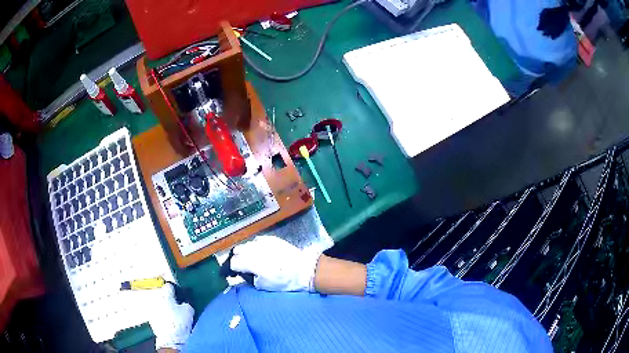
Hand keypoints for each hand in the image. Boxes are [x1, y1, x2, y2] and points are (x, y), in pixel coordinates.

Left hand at [145, 283, 193, 350]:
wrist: (171, 339)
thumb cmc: (180, 323)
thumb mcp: (189, 310)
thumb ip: (185, 302)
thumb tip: (183, 302)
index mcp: (164, 294)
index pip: (169, 285)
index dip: (176, 289)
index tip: (180, 294)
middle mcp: (155, 299)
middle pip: (163, 295)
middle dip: (169, 299)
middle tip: (178, 305)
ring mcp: (152, 309)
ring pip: (159, 304)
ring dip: (165, 306)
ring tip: (173, 314)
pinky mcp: (151, 318)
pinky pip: (157, 312)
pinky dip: (162, 314)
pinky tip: (168, 321)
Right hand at [230, 236, 322, 291]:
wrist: (304, 270)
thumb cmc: (284, 281)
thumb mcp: (263, 285)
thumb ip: (248, 278)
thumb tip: (240, 273)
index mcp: (251, 262)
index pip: (233, 262)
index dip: (230, 269)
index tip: (231, 274)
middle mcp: (254, 249)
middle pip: (236, 251)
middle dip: (236, 259)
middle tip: (240, 267)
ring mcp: (263, 242)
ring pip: (246, 245)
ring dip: (244, 252)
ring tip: (250, 260)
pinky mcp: (271, 238)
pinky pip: (257, 241)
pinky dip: (255, 247)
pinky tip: (260, 253)